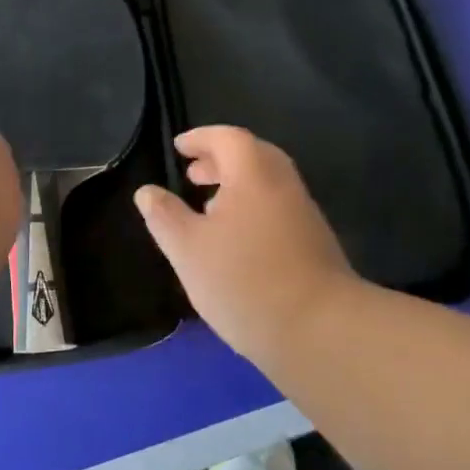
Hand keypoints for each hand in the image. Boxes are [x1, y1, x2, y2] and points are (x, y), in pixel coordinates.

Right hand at [134, 127, 354, 360]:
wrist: (321, 331)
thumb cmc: (245, 281)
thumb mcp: (188, 249)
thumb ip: (165, 216)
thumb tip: (147, 192)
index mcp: (253, 174)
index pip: (227, 138)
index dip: (200, 138)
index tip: (179, 148)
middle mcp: (283, 184)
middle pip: (252, 156)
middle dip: (219, 160)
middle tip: (192, 175)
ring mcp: (304, 214)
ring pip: (267, 184)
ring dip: (236, 186)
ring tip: (207, 208)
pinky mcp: (315, 243)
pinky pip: (278, 208)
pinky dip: (252, 208)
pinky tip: (236, 241)